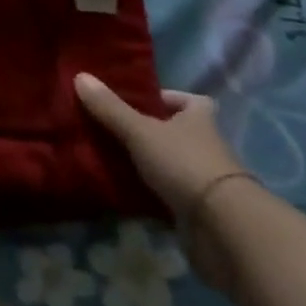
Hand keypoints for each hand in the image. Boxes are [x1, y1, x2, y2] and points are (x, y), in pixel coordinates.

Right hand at [75, 73, 251, 288]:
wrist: (225, 230)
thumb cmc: (185, 165)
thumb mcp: (139, 131)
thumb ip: (110, 108)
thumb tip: (80, 75)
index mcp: (200, 121)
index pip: (192, 102)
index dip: (168, 98)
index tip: (139, 100)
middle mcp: (206, 148)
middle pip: (177, 133)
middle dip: (148, 131)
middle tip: (110, 127)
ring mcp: (204, 181)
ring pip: (170, 164)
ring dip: (146, 163)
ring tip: (107, 156)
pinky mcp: (198, 211)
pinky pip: (167, 195)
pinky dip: (148, 194)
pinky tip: (120, 189)